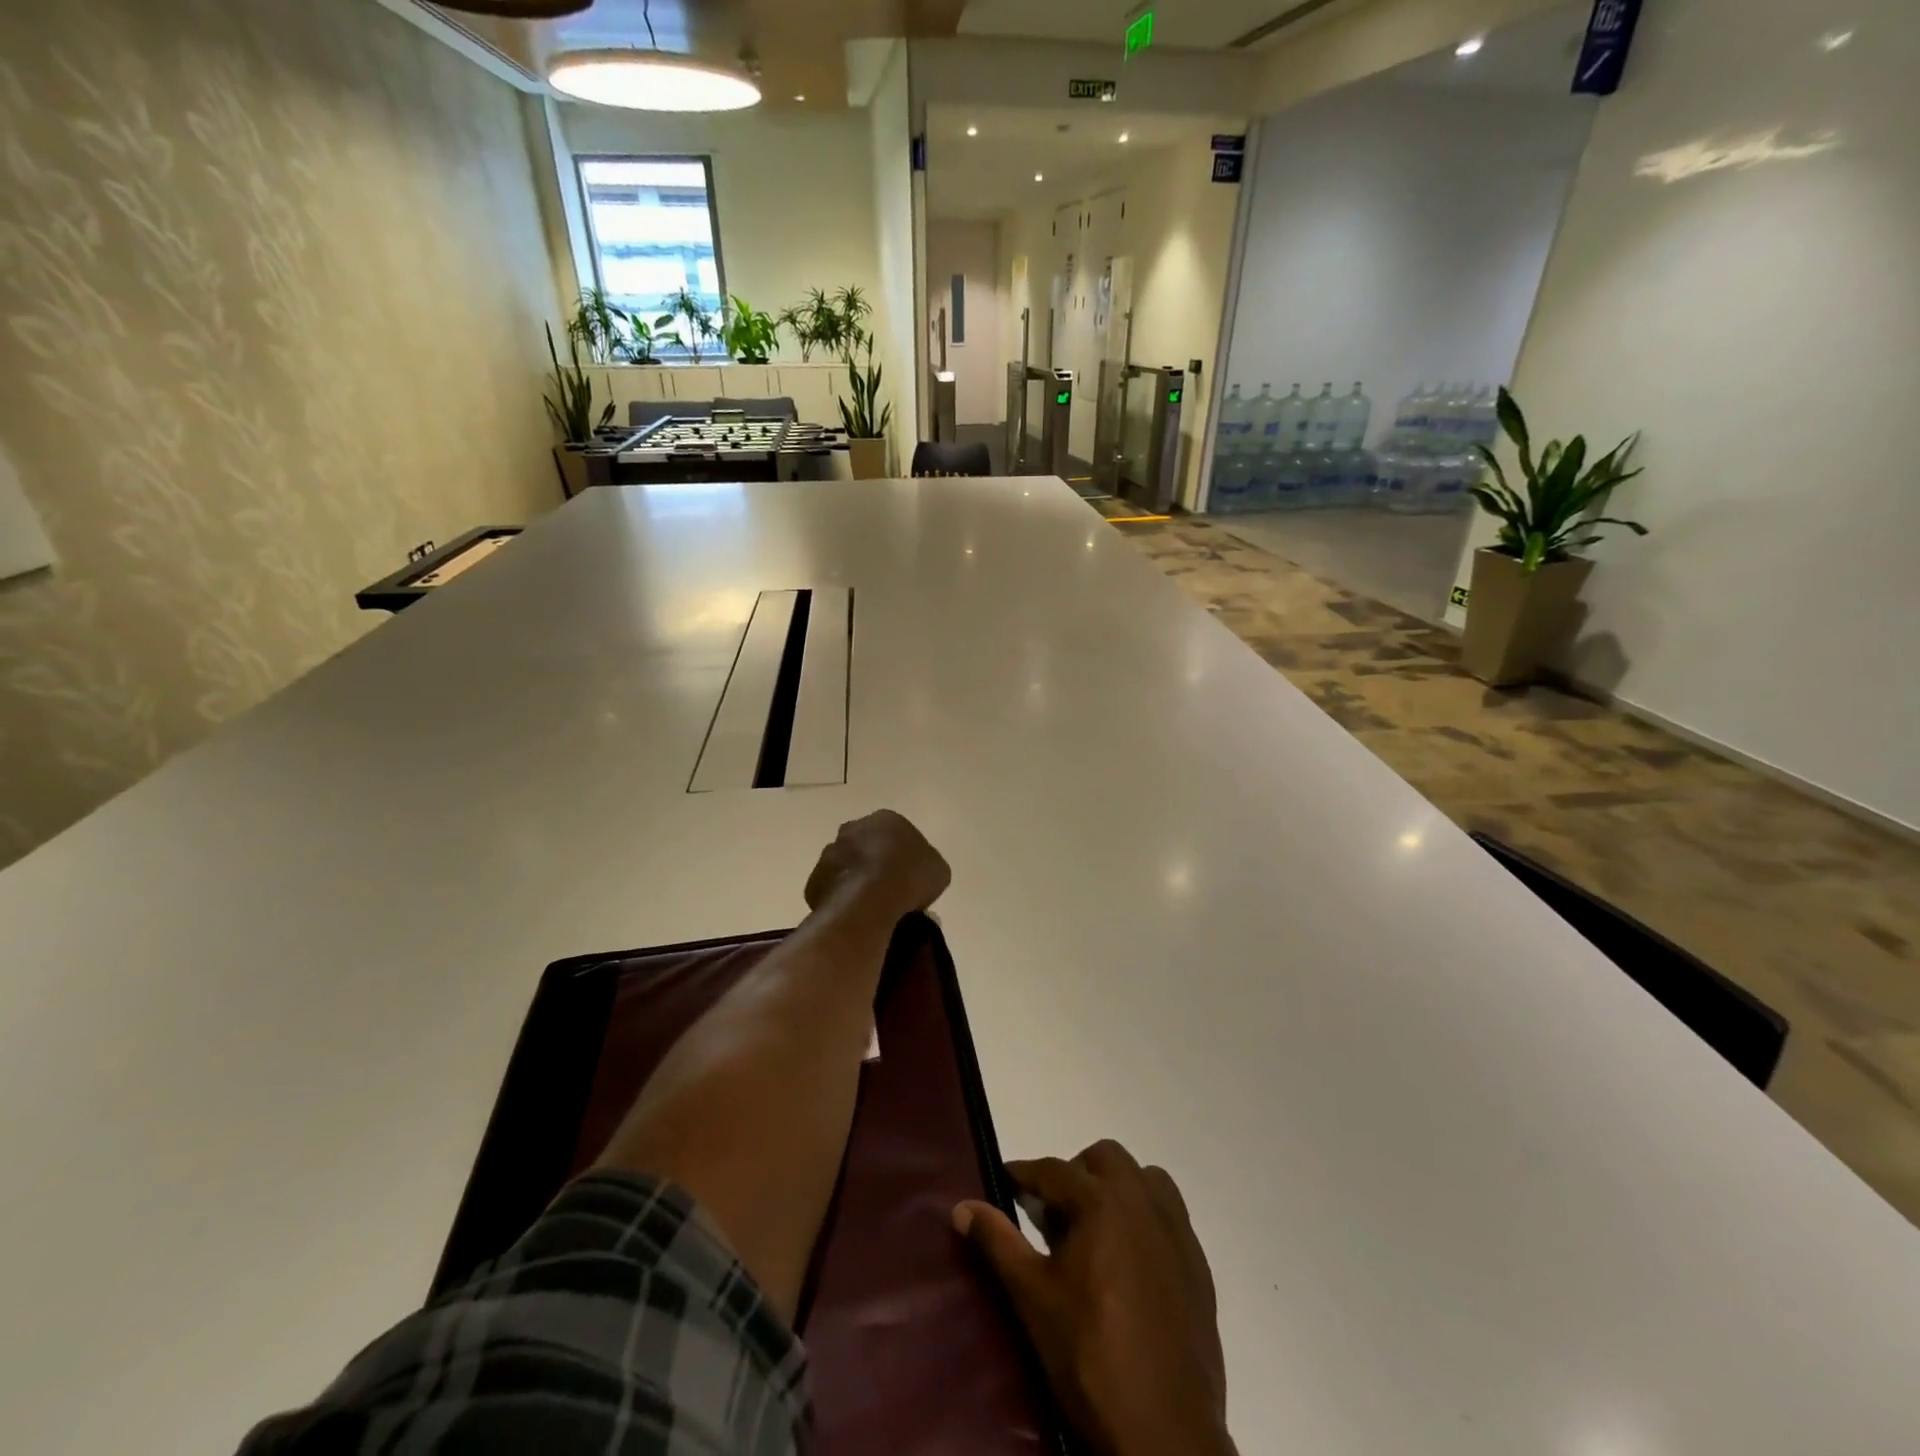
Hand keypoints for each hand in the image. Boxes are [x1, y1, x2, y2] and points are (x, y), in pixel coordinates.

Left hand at [803, 810, 950, 922]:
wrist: (870, 900)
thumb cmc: (910, 877)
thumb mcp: (938, 870)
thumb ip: (926, 865)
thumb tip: (917, 874)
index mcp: (887, 819)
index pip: (895, 833)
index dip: (902, 855)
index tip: (908, 876)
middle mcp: (854, 828)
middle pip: (865, 845)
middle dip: (873, 863)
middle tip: (888, 890)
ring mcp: (830, 853)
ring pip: (845, 866)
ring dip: (854, 880)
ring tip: (870, 908)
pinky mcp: (814, 880)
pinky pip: (830, 890)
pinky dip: (840, 900)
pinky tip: (853, 916)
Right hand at [954, 1142, 1233, 1455]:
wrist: (1165, 1430)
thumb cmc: (1090, 1355)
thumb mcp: (1033, 1297)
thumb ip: (998, 1242)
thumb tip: (961, 1207)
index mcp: (1102, 1201)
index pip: (1054, 1170)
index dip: (1025, 1173)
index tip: (1007, 1180)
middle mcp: (1143, 1201)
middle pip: (1105, 1158)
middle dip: (1075, 1173)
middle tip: (1055, 1214)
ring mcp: (1177, 1231)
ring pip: (1144, 1178)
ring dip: (1117, 1188)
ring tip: (1096, 1230)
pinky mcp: (1198, 1263)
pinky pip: (1170, 1214)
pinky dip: (1146, 1217)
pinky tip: (1130, 1260)